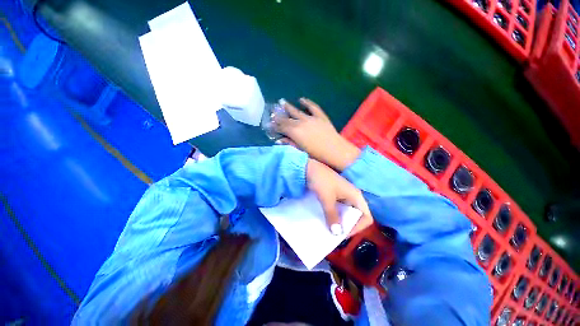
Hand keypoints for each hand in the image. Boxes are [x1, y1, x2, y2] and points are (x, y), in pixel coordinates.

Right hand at [275, 98, 360, 171]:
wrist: (335, 150)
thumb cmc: (316, 154)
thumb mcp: (301, 150)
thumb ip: (289, 143)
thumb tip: (278, 140)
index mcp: (294, 132)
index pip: (281, 127)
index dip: (274, 126)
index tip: (269, 124)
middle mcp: (300, 123)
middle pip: (287, 119)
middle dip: (278, 116)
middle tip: (272, 112)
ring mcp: (311, 118)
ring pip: (297, 111)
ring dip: (288, 106)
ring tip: (282, 101)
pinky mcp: (320, 116)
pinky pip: (313, 107)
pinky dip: (307, 103)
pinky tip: (301, 99)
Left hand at [306, 159, 371, 235]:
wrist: (309, 167)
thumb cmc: (321, 181)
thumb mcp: (327, 199)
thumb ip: (332, 216)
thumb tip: (337, 233)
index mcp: (356, 195)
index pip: (366, 216)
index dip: (358, 227)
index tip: (344, 233)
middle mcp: (352, 195)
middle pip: (356, 215)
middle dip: (348, 225)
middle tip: (336, 233)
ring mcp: (344, 194)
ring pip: (346, 212)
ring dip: (340, 220)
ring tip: (330, 228)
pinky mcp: (335, 194)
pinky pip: (338, 207)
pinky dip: (334, 214)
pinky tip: (326, 218)